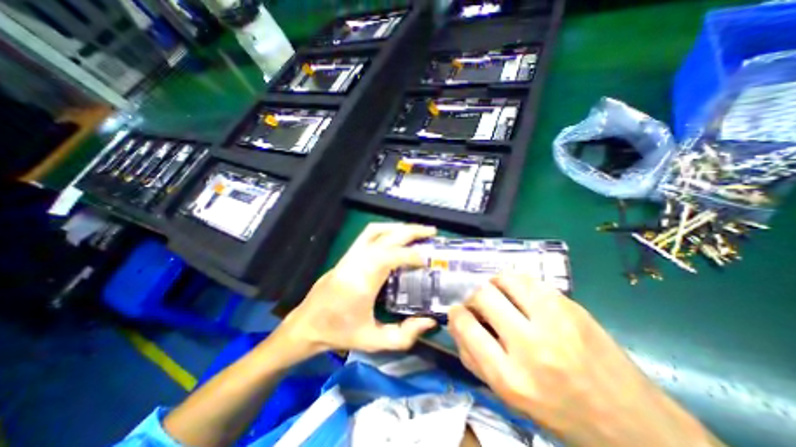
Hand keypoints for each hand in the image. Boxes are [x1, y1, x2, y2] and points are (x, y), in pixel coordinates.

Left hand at [277, 224, 436, 355]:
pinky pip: (368, 234)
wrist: (307, 324)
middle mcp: (356, 261)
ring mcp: (350, 255)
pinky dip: (386, 229)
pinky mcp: (348, 254)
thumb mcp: (373, 341)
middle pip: (386, 237)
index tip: (428, 260)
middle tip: (431, 232)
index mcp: (362, 281)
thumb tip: (429, 321)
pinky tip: (396, 235)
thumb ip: (404, 336)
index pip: (390, 256)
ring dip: (398, 227)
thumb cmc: (339, 333)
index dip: (411, 255)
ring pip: (376, 230)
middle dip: (411, 231)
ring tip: (417, 230)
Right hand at [446, 275, 722, 446]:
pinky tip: (518, 293)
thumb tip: (456, 324)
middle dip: (473, 297)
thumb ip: (474, 360)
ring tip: (498, 294)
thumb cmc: (560, 413)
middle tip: (479, 305)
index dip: (456, 314)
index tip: (458, 312)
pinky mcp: (572, 306)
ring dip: (493, 284)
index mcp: (511, 378)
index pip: (465, 326)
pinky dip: (515, 282)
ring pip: (505, 279)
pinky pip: (529, 280)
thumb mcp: (508, 398)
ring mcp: (555, 321)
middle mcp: (531, 346)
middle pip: (483, 296)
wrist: (634, 423)